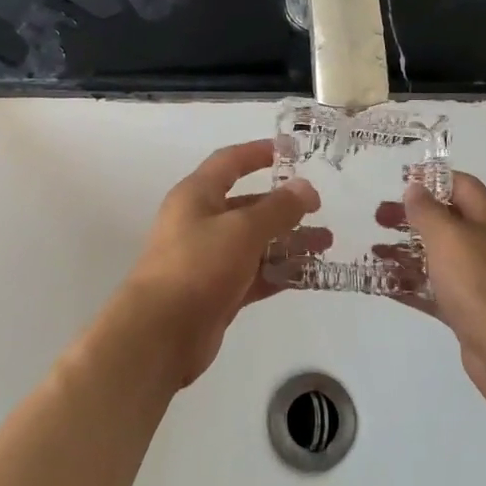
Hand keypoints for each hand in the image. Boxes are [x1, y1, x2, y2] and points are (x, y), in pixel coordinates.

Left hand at [121, 140, 319, 388]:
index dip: (258, 153)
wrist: (160, 334)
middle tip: (319, 209)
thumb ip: (277, 208)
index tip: (291, 151)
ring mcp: (208, 259)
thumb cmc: (198, 266)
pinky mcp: (217, 292)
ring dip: (288, 241)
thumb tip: (305, 187)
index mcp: (197, 195)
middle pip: (247, 205)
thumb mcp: (242, 229)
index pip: (230, 162)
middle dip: (284, 206)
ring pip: (255, 242)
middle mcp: (200, 222)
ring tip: (325, 243)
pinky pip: (254, 274)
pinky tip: (308, 273)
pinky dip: (278, 271)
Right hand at [398, 172, 485, 413]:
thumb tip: (416, 187)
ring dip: (406, 252)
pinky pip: (435, 291)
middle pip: (445, 221)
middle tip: (378, 218)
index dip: (431, 180)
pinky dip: (411, 286)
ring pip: (438, 258)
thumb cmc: (481, 283)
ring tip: (374, 251)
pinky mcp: (469, 311)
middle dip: (411, 218)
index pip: (460, 185)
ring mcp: (479, 280)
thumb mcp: (449, 237)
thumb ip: (428, 211)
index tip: (399, 183)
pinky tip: (382, 286)